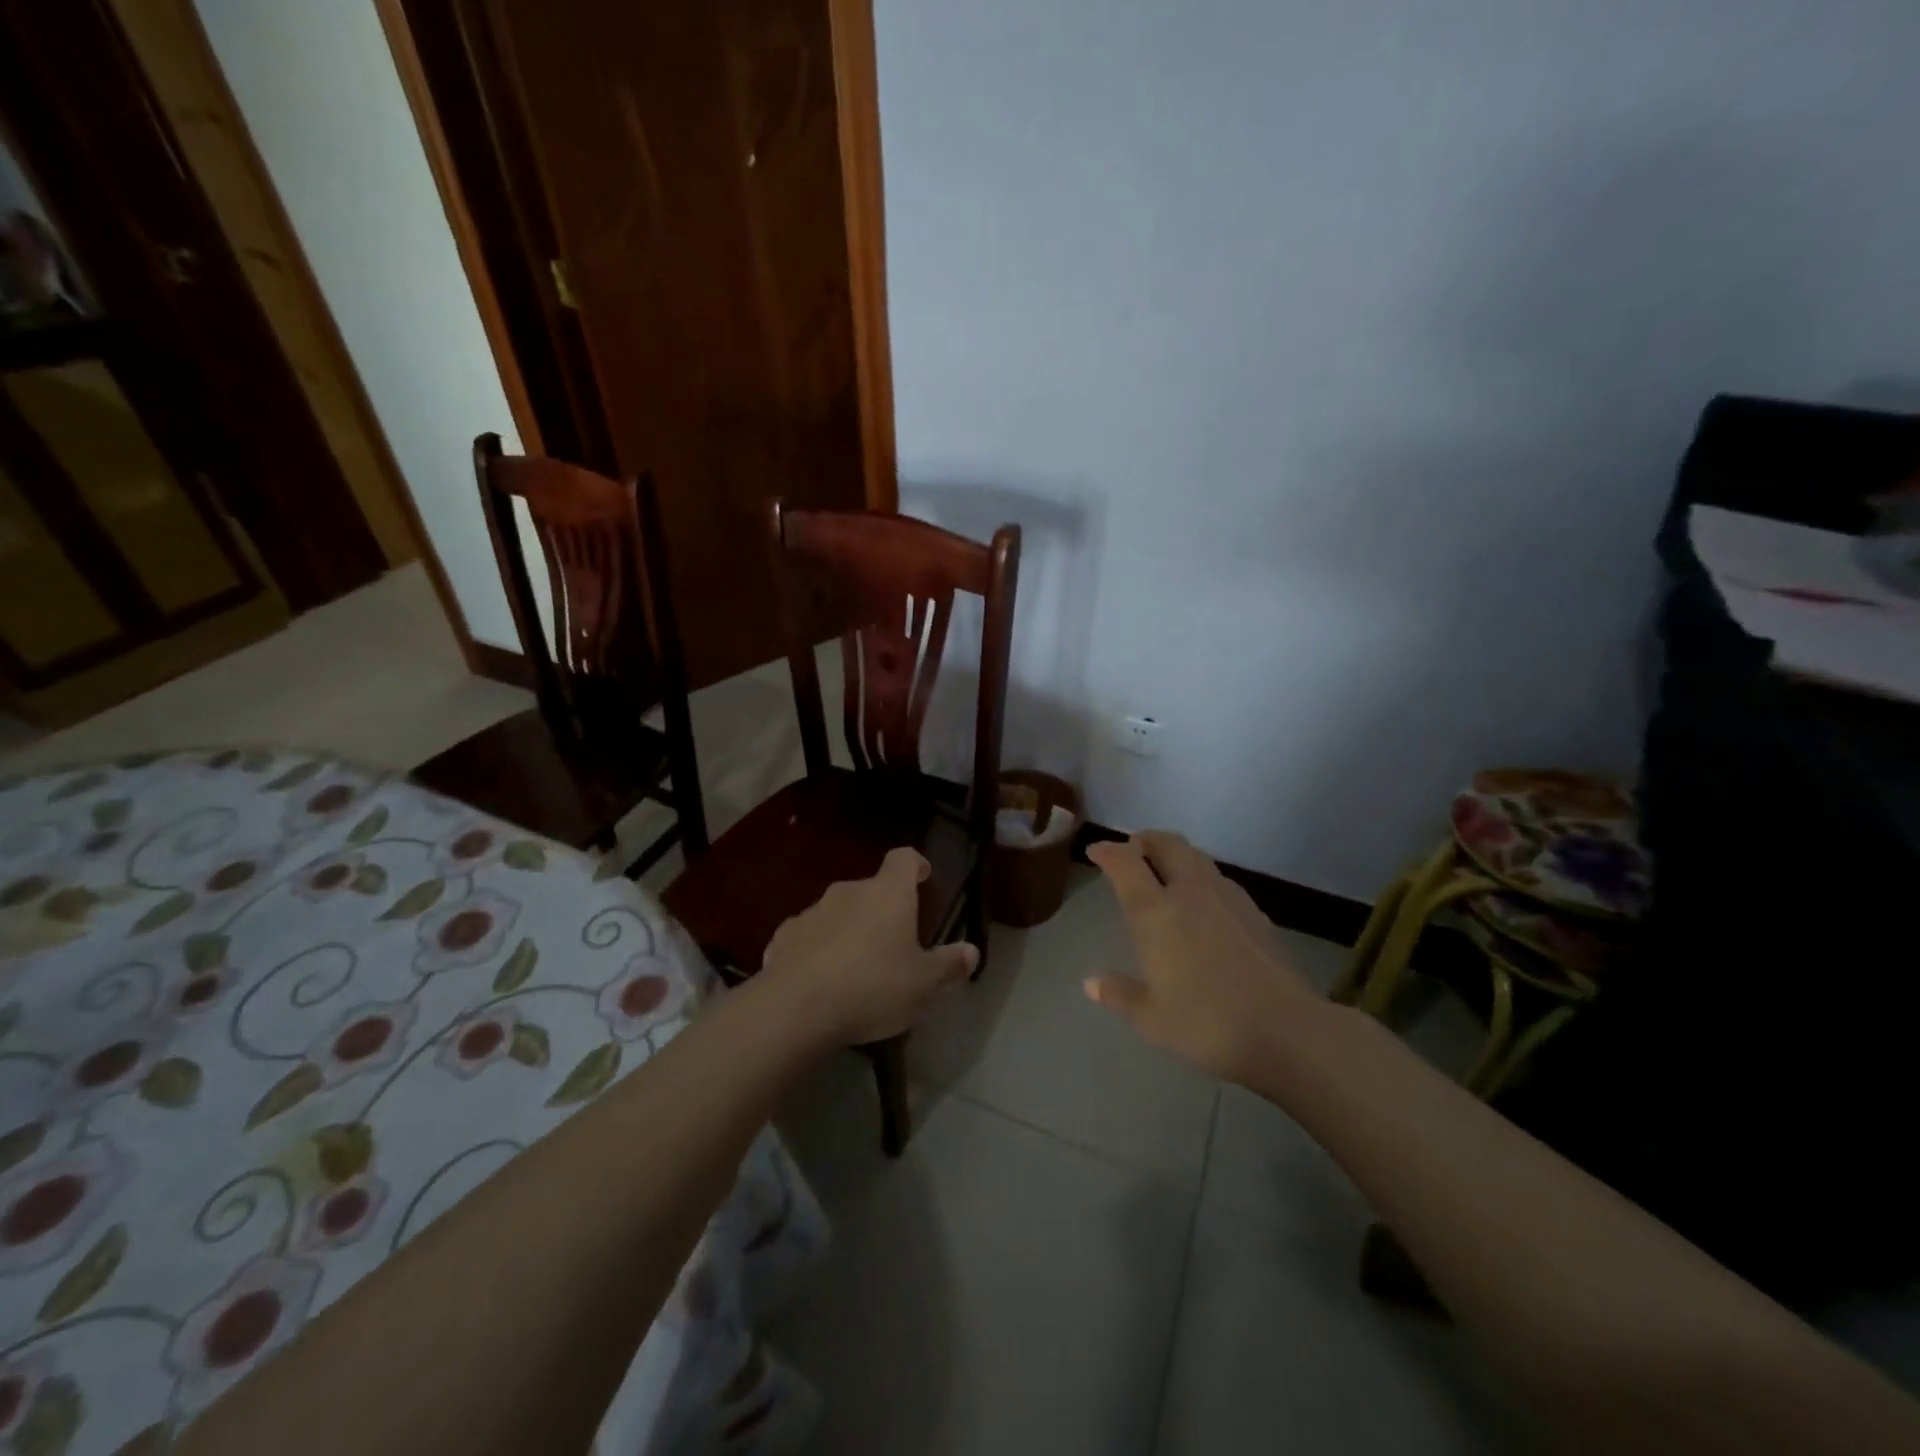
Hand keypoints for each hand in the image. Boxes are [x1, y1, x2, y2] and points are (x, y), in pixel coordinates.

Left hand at [759, 847, 977, 1045]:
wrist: (796, 1007)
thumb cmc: (872, 986)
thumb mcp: (923, 984)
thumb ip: (948, 965)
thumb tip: (971, 951)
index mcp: (888, 894)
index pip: (903, 859)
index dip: (915, 865)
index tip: (923, 876)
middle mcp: (849, 892)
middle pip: (871, 889)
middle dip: (883, 908)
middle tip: (894, 941)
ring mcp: (812, 912)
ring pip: (838, 912)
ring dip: (849, 929)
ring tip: (857, 967)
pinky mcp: (783, 936)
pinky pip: (809, 936)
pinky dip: (819, 949)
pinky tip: (821, 980)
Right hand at [1084, 832, 1319, 1082]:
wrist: (1286, 1030)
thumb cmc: (1206, 1023)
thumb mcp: (1151, 1018)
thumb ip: (1119, 995)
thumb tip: (1092, 983)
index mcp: (1155, 912)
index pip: (1125, 862)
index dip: (1108, 851)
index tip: (1096, 851)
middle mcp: (1189, 892)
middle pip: (1165, 843)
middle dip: (1143, 840)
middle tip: (1131, 851)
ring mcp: (1226, 896)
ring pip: (1195, 856)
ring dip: (1174, 854)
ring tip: (1164, 872)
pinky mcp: (1254, 910)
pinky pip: (1217, 877)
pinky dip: (1199, 876)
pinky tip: (1201, 903)